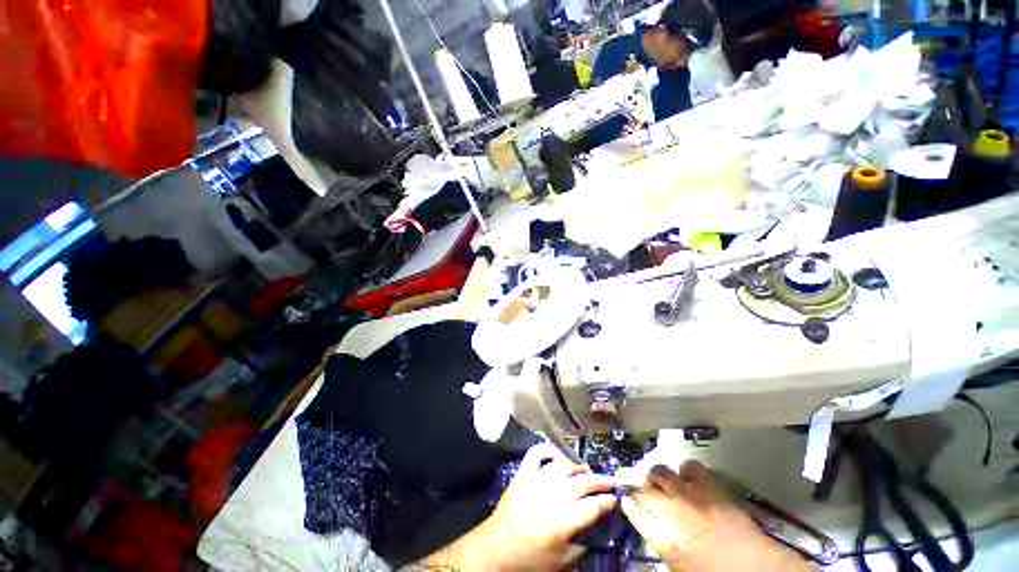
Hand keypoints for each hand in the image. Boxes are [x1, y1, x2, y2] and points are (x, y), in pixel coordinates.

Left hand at [480, 443, 616, 569]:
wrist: (495, 548)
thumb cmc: (529, 558)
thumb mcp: (560, 561)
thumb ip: (580, 545)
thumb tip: (595, 529)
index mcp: (561, 523)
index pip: (591, 507)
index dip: (606, 501)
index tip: (614, 498)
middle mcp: (551, 497)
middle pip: (581, 483)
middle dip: (599, 481)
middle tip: (609, 480)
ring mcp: (535, 481)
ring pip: (562, 466)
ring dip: (577, 467)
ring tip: (586, 471)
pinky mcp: (523, 473)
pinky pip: (536, 454)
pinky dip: (548, 450)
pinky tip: (557, 455)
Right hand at [620, 461, 811, 571]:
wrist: (757, 569)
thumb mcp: (681, 566)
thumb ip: (663, 543)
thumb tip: (653, 528)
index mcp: (664, 538)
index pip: (635, 511)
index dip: (628, 503)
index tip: (626, 498)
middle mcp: (673, 511)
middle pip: (644, 488)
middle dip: (633, 480)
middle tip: (630, 478)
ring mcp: (692, 495)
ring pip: (661, 471)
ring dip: (656, 473)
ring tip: (658, 476)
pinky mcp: (711, 486)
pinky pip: (691, 466)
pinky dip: (686, 469)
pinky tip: (688, 475)